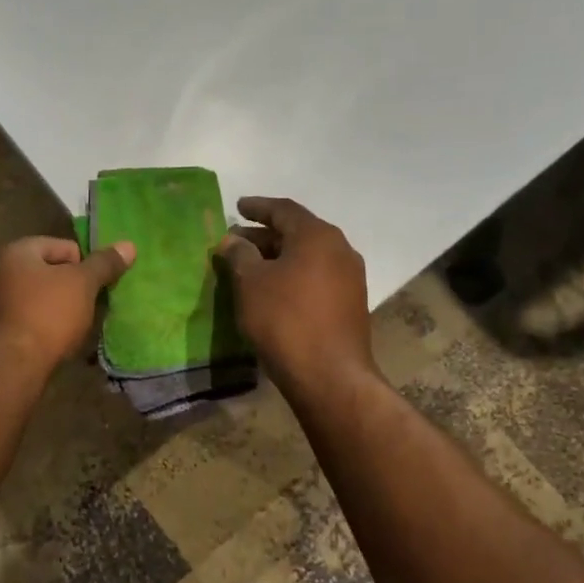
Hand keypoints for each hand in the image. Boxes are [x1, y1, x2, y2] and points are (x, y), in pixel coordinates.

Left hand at [0, 236, 135, 371]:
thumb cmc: (48, 315)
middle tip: (88, 307)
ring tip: (74, 326)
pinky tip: (55, 341)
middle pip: (48, 271)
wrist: (11, 366)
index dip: (84, 265)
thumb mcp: (83, 285)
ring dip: (57, 307)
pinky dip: (42, 325)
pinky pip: (25, 318)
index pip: (62, 246)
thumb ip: (104, 264)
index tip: (95, 288)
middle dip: (70, 287)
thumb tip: (128, 245)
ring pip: (36, 296)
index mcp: (16, 251)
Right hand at [216, 197, 375, 392]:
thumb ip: (239, 254)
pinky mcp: (350, 303)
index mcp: (317, 235)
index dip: (257, 207)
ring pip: (307, 256)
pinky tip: (273, 290)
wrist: (329, 375)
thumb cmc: (284, 320)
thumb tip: (233, 240)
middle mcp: (340, 249)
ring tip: (250, 267)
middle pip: (297, 232)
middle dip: (264, 235)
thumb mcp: (250, 282)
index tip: (237, 207)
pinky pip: (316, 277)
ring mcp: (350, 277)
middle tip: (236, 242)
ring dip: (278, 257)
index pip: (283, 210)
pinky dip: (292, 275)